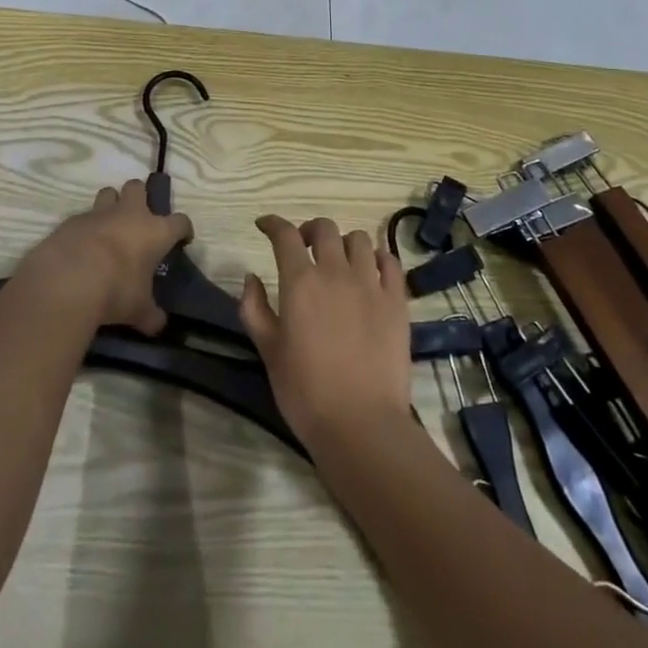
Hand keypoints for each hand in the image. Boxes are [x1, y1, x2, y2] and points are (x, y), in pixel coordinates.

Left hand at [24, 181, 192, 335]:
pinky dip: (83, 228)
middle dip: (139, 197)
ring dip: (110, 205)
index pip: (179, 221)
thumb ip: (150, 315)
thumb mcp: (138, 310)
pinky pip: (81, 217)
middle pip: (137, 188)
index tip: (182, 238)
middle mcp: (129, 215)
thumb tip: (158, 325)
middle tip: (137, 219)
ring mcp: (98, 214)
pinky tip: (79, 247)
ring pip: (108, 193)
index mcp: (155, 231)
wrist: (68, 280)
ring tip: (107, 227)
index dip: (183, 229)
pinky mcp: (71, 221)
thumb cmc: (116, 290)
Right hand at [239, 215, 410, 445]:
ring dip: (343, 243)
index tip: (264, 225)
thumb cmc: (305, 392)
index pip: (285, 235)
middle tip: (303, 248)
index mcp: (300, 282)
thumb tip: (251, 277)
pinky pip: (390, 262)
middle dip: (309, 231)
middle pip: (324, 228)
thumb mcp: (268, 351)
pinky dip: (377, 259)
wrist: (360, 424)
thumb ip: (254, 309)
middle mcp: (336, 272)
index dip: (272, 224)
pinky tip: (370, 273)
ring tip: (339, 262)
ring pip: (359, 239)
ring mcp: (371, 283)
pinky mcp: (397, 300)